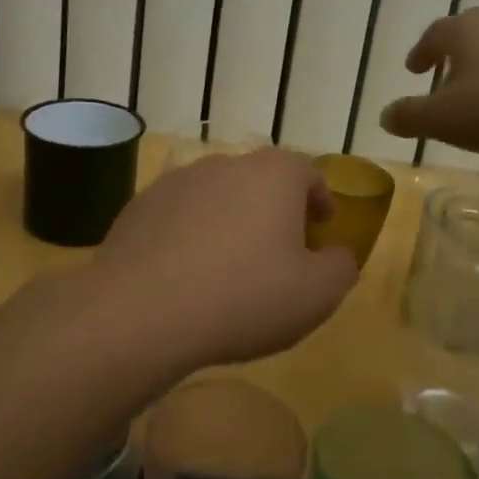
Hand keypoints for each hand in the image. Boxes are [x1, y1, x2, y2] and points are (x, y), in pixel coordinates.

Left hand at [83, 149, 357, 374]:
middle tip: (280, 249)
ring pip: (216, 195)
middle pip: (260, 180)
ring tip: (230, 264)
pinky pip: (178, 215)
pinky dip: (190, 234)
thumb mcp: (316, 295)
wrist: (141, 313)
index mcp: (272, 175)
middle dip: (275, 209)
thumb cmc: (244, 298)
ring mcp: (176, 182)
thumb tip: (336, 255)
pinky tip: (186, 274)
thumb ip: (340, 267)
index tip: (322, 226)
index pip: (307, 171)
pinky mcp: (138, 206)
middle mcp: (224, 165)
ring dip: (230, 220)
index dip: (319, 198)